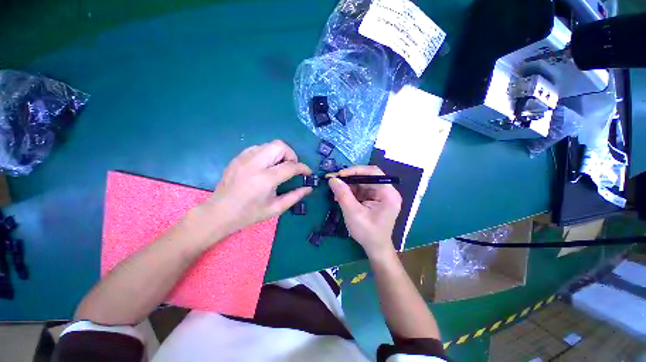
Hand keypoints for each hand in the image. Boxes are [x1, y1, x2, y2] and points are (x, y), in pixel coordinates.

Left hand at [198, 140, 311, 239]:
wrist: (219, 213)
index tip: (308, 173)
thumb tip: (309, 188)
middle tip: (292, 167)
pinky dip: (267, 153)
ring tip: (279, 167)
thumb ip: (295, 196)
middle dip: (291, 154)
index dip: (303, 168)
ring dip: (279, 153)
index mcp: (266, 179)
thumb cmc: (249, 214)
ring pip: (269, 144)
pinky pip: (258, 148)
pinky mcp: (237, 158)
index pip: (291, 166)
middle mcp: (255, 164)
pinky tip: (266, 166)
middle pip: (280, 146)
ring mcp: (244, 158)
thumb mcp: (276, 208)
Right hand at [328, 165, 401, 256]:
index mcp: (388, 193)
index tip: (340, 175)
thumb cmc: (367, 232)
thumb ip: (343, 194)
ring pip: (362, 183)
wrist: (375, 248)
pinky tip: (341, 197)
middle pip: (367, 177)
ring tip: (336, 193)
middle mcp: (386, 191)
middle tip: (334, 182)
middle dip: (349, 179)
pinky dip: (350, 192)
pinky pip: (361, 190)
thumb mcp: (353, 213)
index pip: (373, 172)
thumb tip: (332, 179)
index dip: (356, 171)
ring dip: (348, 187)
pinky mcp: (374, 199)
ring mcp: (380, 195)